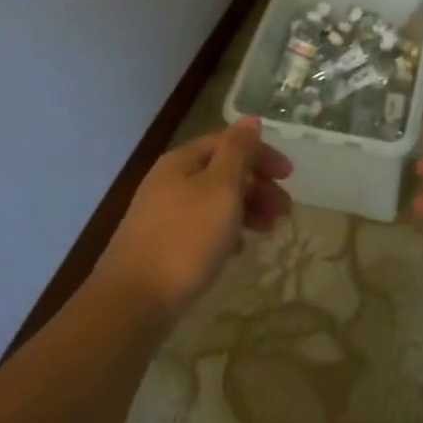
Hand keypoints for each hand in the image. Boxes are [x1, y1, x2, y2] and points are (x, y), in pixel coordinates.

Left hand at [95, 117, 292, 319]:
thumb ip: (238, 151)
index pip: (228, 142)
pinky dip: (225, 231)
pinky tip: (237, 251)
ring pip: (214, 200)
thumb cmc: (186, 238)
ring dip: (246, 209)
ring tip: (269, 231)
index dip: (261, 153)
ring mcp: (162, 214)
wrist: (133, 302)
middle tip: (284, 210)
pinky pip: (202, 227)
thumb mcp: (221, 188)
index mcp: (182, 160)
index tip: (290, 176)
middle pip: (222, 171)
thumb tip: (250, 120)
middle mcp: (169, 180)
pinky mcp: (161, 245)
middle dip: (257, 185)